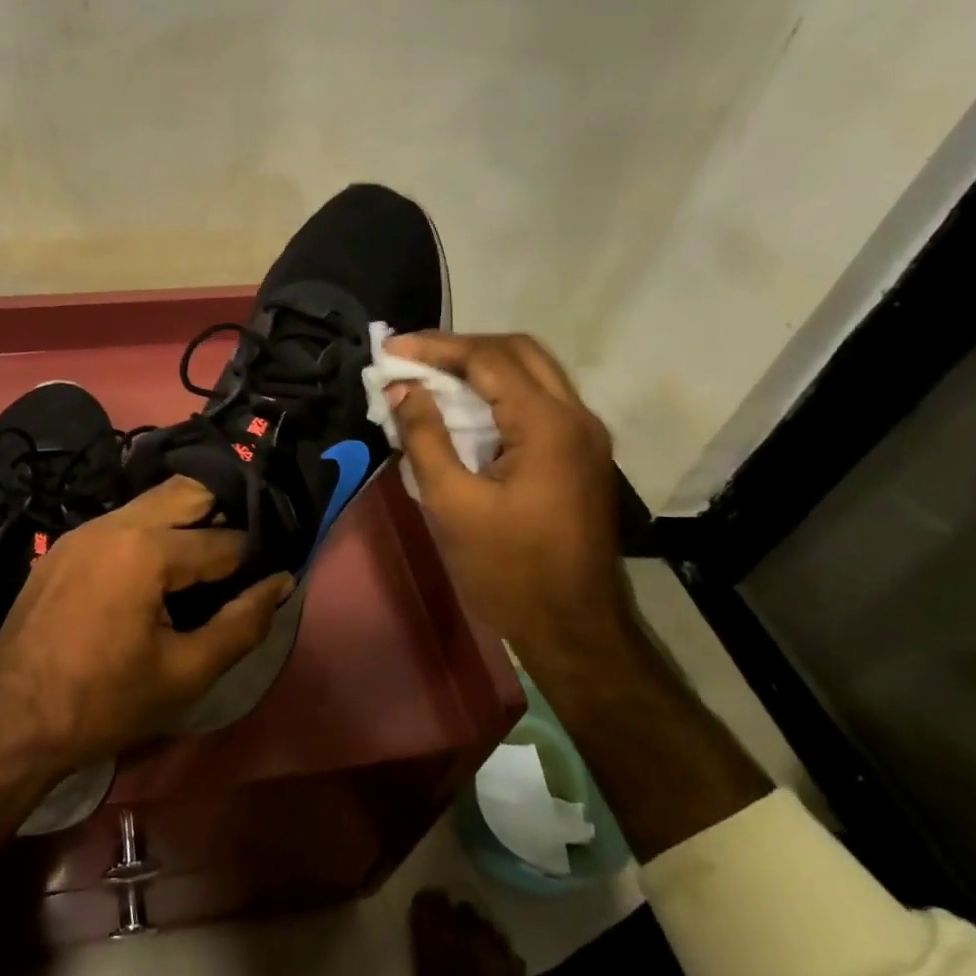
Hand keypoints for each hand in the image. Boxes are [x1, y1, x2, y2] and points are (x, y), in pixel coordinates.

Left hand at [0, 475, 292, 770]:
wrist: (11, 723)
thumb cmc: (105, 703)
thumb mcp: (185, 673)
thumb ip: (241, 624)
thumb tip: (280, 582)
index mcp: (146, 550)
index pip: (221, 540)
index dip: (253, 555)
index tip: (272, 567)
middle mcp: (114, 523)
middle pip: (185, 491)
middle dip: (222, 510)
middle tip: (243, 549)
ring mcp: (82, 531)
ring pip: (150, 503)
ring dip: (185, 519)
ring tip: (206, 557)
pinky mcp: (63, 546)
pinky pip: (120, 522)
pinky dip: (150, 532)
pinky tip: (158, 568)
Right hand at [385, 332, 635, 660]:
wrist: (574, 628)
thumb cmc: (507, 570)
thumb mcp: (452, 504)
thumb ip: (425, 437)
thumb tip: (401, 389)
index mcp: (548, 425)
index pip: (489, 359)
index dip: (436, 348)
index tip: (390, 349)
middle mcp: (577, 417)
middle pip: (519, 352)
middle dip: (461, 347)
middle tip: (412, 358)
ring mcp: (585, 437)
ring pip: (533, 374)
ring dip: (482, 367)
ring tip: (430, 376)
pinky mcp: (581, 456)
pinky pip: (539, 403)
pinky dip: (499, 394)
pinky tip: (465, 410)